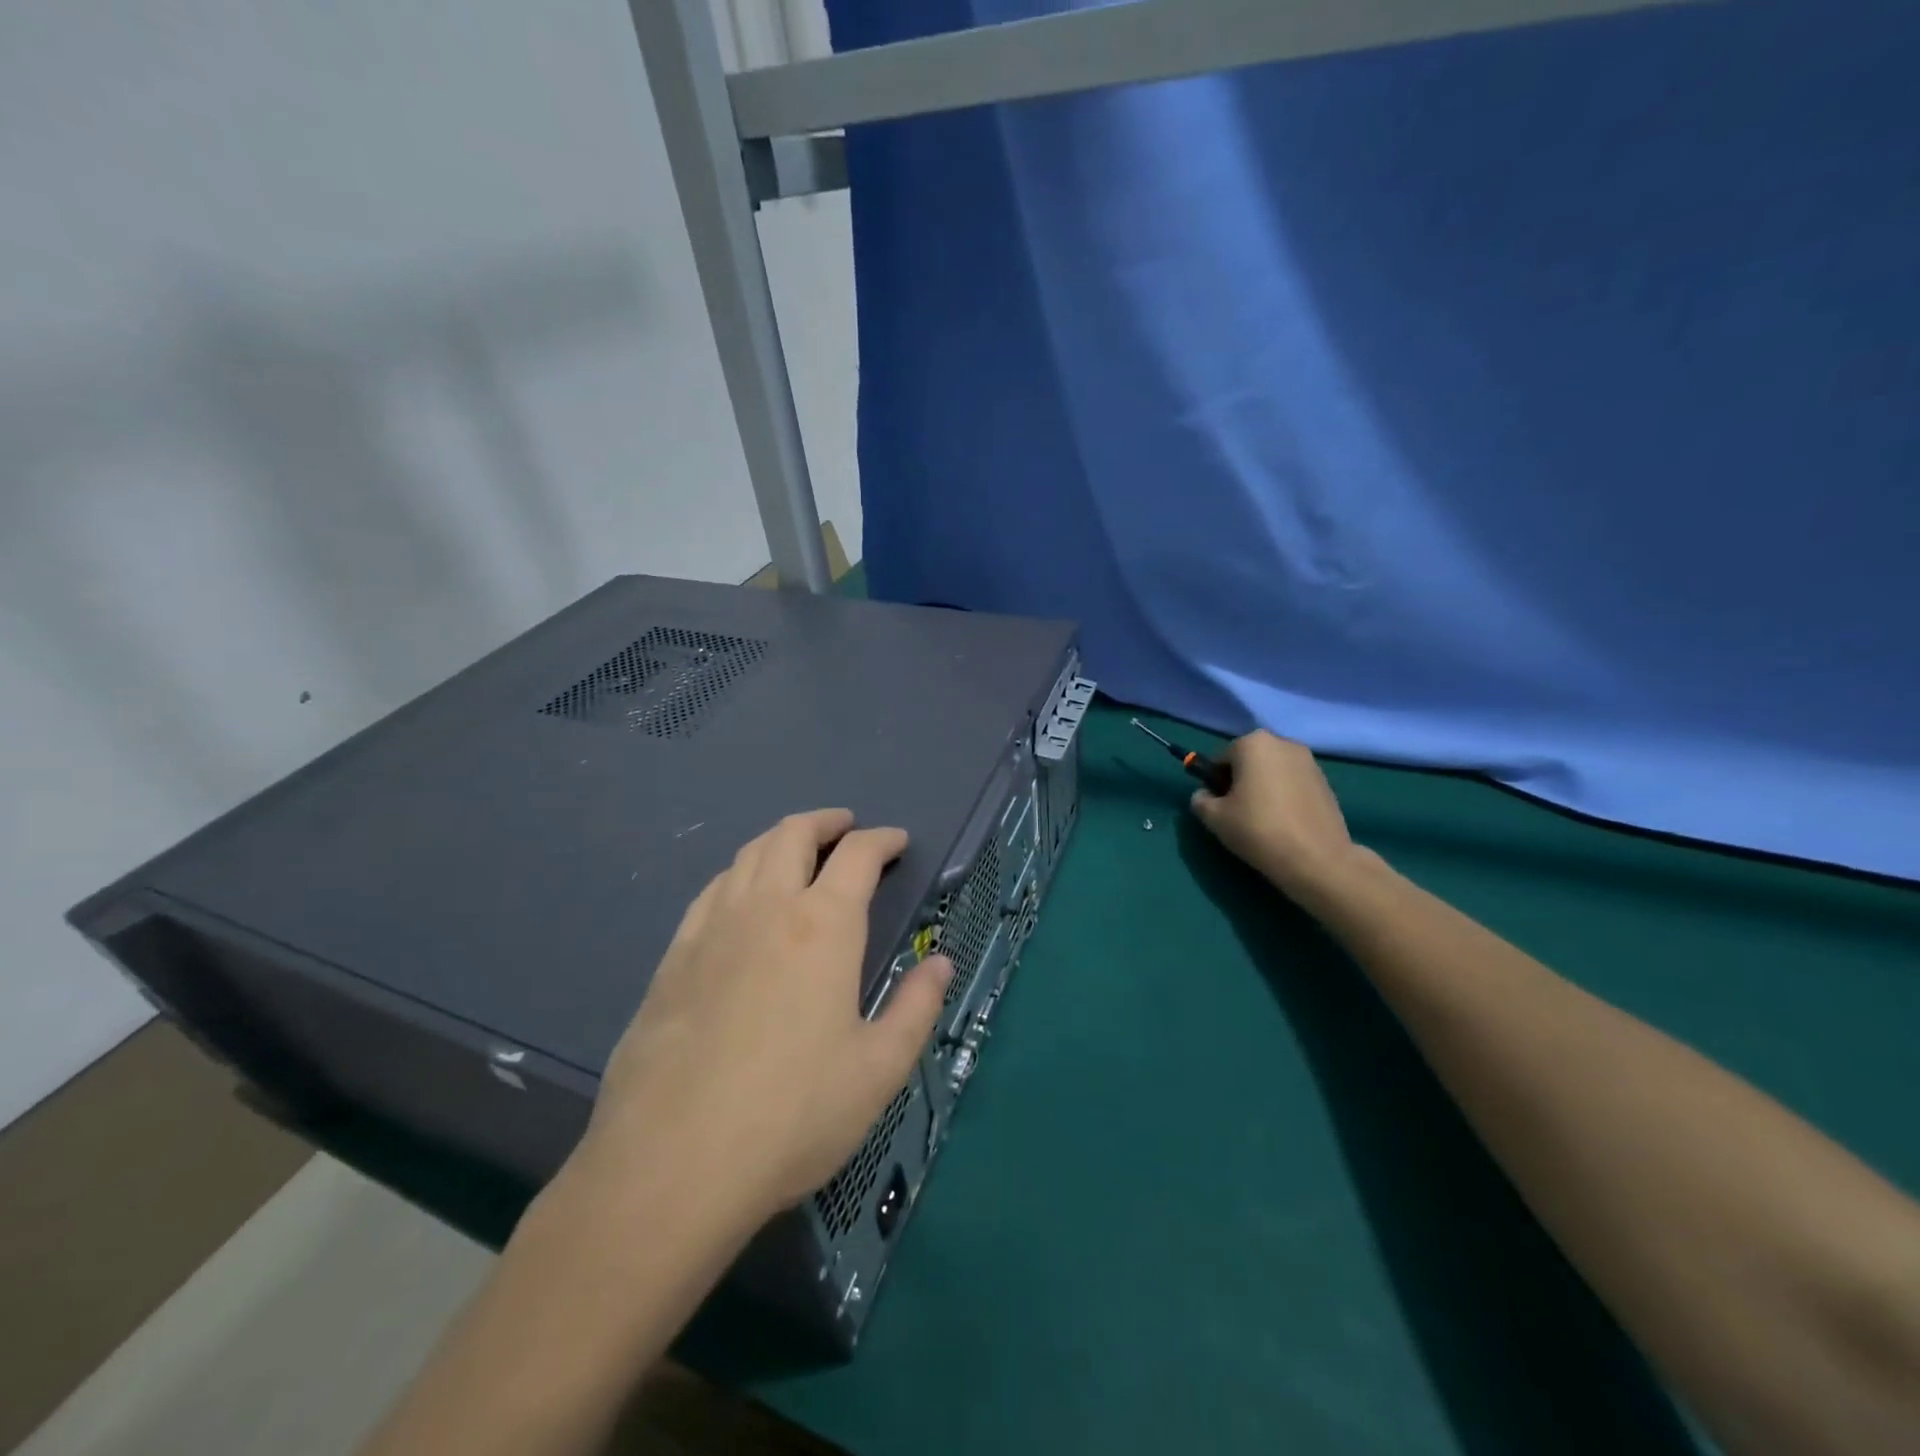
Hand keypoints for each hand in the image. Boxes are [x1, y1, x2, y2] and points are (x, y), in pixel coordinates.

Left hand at [575, 809, 951, 1227]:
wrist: (672, 1165)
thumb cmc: (793, 1116)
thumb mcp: (879, 1069)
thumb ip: (916, 1006)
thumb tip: (940, 962)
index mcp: (822, 927)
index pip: (858, 856)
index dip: (882, 840)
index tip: (897, 842)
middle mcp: (765, 909)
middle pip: (793, 835)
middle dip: (825, 822)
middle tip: (845, 828)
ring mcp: (711, 929)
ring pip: (747, 855)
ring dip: (780, 840)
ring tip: (798, 852)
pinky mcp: (672, 958)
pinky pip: (710, 891)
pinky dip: (738, 875)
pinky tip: (740, 898)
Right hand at [1189, 730, 1371, 907]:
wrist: (1316, 859)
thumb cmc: (1258, 829)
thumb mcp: (1213, 817)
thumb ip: (1200, 799)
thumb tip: (1205, 795)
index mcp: (1253, 743)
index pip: (1222, 759)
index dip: (1216, 783)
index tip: (1220, 806)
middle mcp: (1283, 743)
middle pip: (1250, 761)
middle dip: (1241, 781)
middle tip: (1239, 813)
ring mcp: (1310, 761)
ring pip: (1273, 772)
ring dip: (1264, 788)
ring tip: (1264, 820)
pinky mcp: (1326, 782)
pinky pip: (1293, 783)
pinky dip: (1285, 796)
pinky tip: (1285, 822)